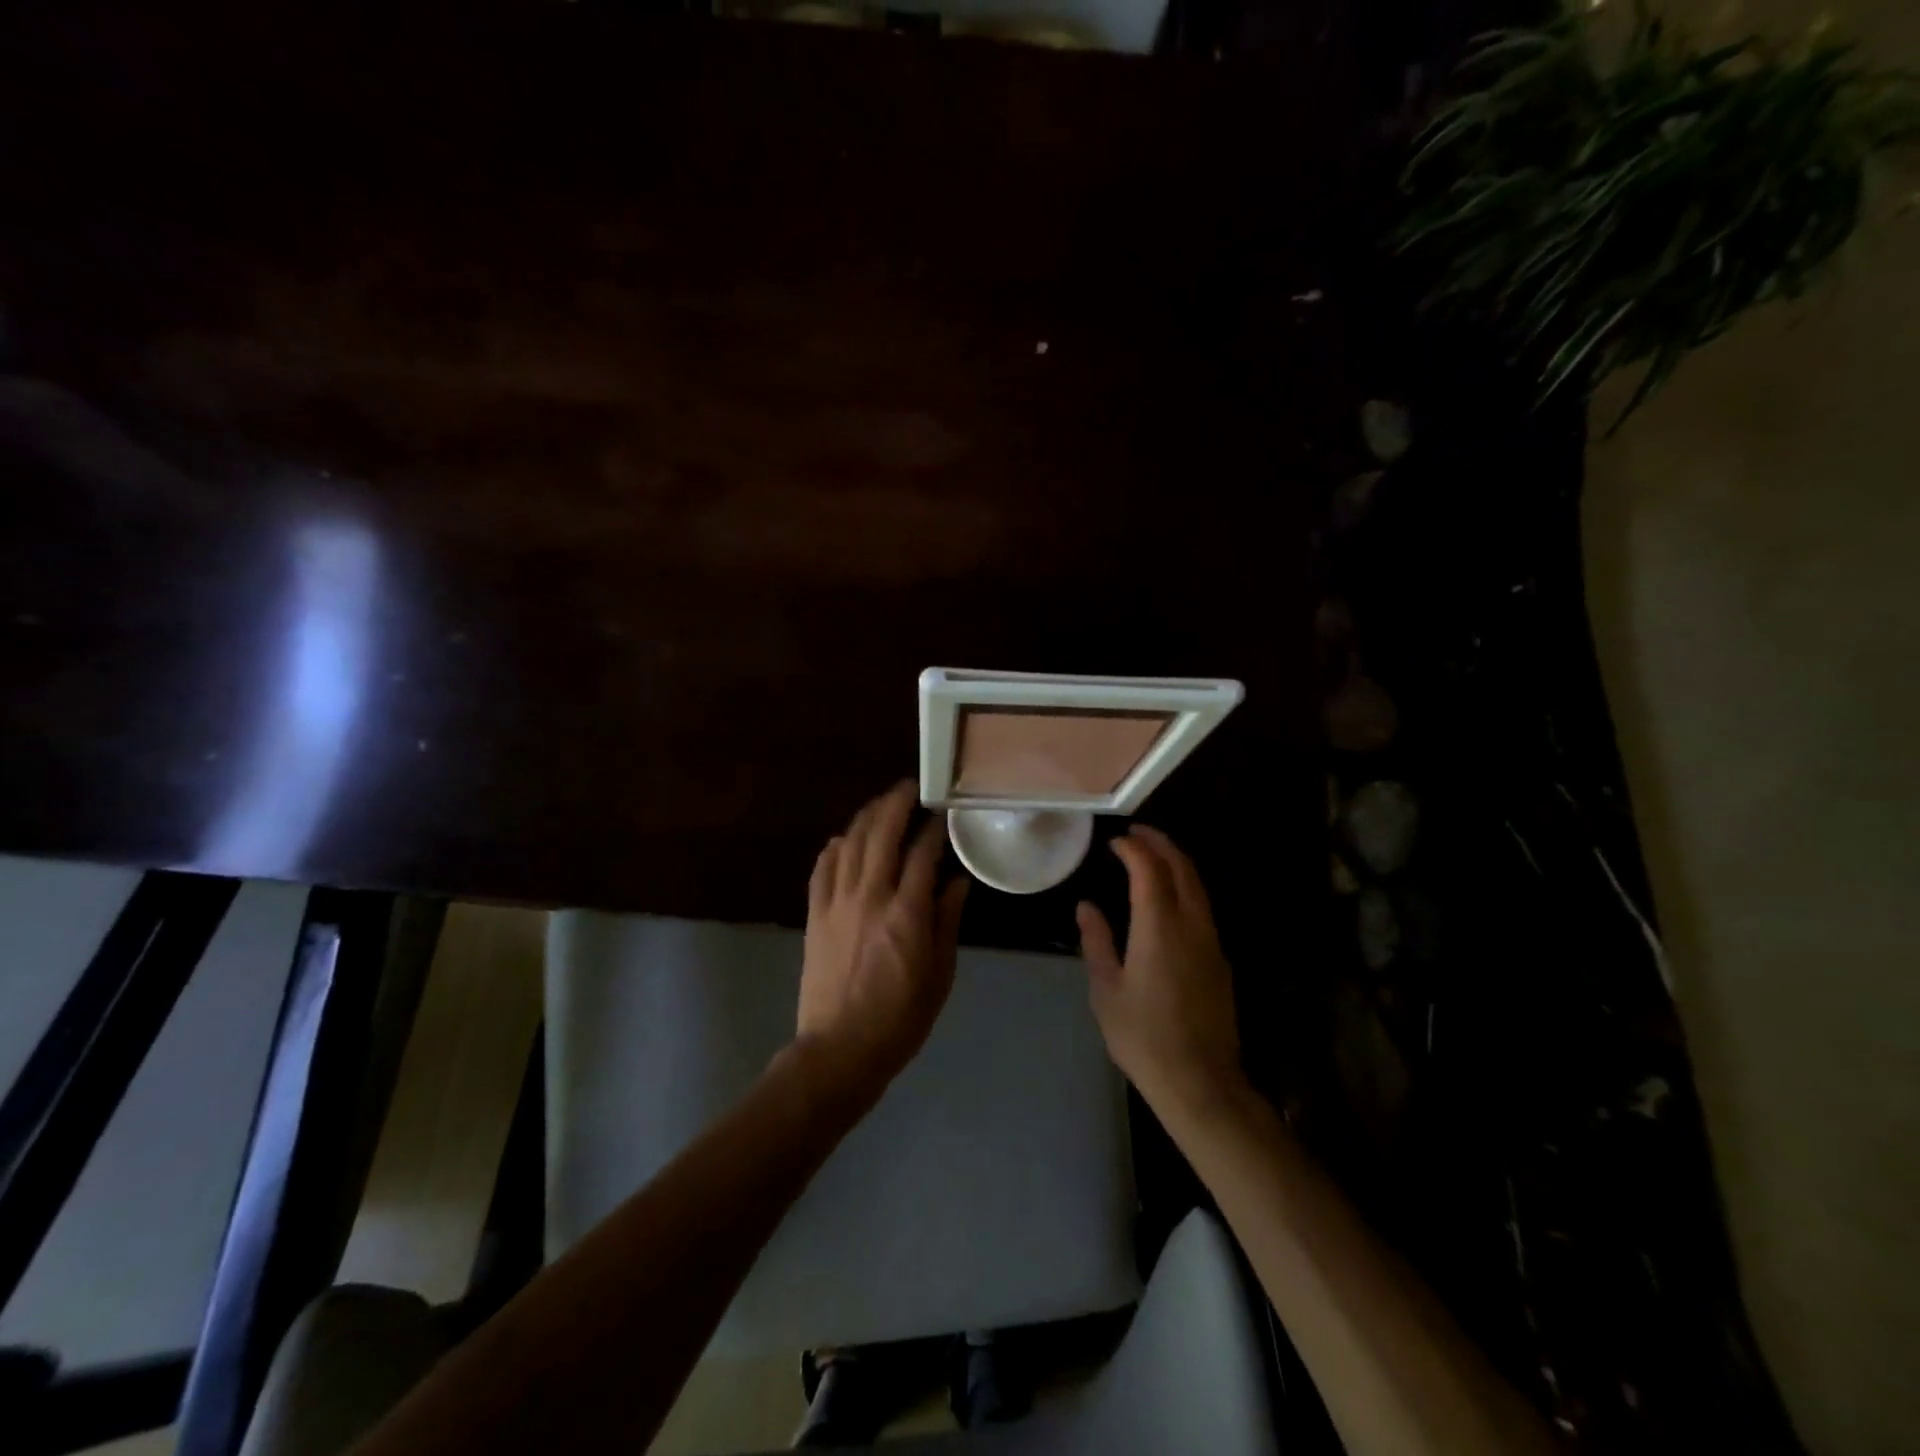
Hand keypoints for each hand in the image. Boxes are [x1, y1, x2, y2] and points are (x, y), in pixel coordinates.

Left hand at [798, 781, 968, 1100]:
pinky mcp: (814, 914)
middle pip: (881, 833)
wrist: (839, 1050)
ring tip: (882, 805)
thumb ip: (948, 921)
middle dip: (896, 803)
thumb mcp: (940, 974)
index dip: (933, 827)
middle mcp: (870, 897)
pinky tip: (844, 839)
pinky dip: (835, 847)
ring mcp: (836, 903)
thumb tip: (958, 881)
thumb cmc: (900, 1018)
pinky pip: (822, 868)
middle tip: (911, 789)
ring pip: (850, 843)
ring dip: (867, 817)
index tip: (942, 811)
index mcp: (906, 914)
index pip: (922, 853)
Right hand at [1077, 826, 1244, 1116]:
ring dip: (1176, 862)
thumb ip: (1097, 941)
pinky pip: (1203, 906)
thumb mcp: (1106, 990)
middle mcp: (1191, 925)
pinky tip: (1170, 895)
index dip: (1133, 849)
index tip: (1115, 841)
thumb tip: (1087, 906)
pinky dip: (1185, 886)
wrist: (1200, 1081)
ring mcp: (1211, 941)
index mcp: (1159, 928)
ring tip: (1153, 854)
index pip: (1149, 870)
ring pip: (1198, 886)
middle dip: (1161, 843)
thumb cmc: (1143, 1036)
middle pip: (1182, 868)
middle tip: (1138, 832)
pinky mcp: (1220, 959)